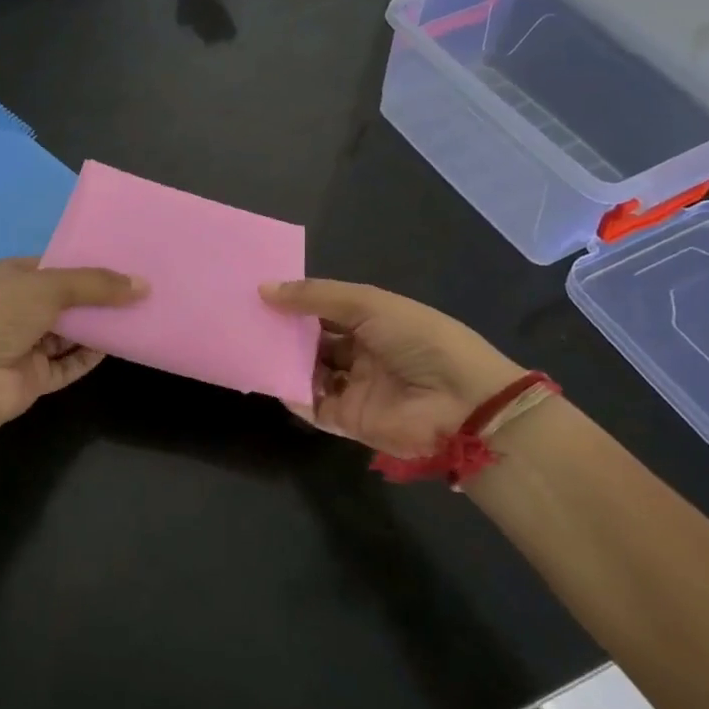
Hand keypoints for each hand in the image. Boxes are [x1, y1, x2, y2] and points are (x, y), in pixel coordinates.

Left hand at [0, 258, 147, 428]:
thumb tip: (142, 285)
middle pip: (62, 301)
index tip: (120, 262)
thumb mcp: (50, 286)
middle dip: (94, 298)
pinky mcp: (33, 377)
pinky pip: (67, 364)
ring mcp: (23, 345)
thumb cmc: (1, 313)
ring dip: (96, 327)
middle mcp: (14, 309)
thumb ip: (96, 285)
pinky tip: (116, 346)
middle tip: (136, 290)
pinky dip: (89, 357)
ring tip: (135, 315)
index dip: (82, 264)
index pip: (50, 266)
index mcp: (8, 277)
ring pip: (67, 334)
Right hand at [260, 279, 524, 458]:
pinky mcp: (349, 420)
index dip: (296, 302)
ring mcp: (354, 387)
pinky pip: (313, 405)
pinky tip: (272, 378)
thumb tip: (264, 289)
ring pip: (309, 372)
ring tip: (250, 346)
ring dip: (284, 362)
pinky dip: (293, 394)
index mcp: (374, 322)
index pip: (325, 310)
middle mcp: (362, 353)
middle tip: (245, 320)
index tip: (260, 293)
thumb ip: (316, 297)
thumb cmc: (418, 340)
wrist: (462, 403)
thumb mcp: (368, 305)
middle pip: (313, 342)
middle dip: (285, 333)